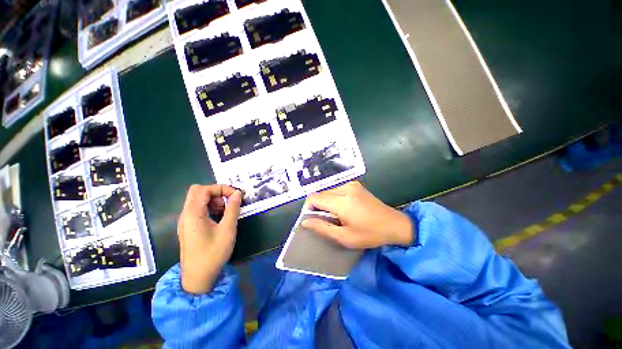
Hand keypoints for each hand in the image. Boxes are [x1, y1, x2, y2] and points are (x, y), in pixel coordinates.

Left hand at [178, 185, 242, 293]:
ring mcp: (185, 221)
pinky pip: (197, 209)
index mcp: (193, 213)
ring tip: (225, 211)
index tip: (236, 196)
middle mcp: (185, 214)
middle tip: (228, 201)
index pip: (204, 189)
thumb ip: (233, 209)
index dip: (221, 188)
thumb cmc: (213, 253)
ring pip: (197, 200)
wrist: (198, 278)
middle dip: (216, 192)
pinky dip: (209, 207)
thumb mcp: (227, 229)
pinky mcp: (188, 227)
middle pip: (197, 191)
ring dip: (213, 200)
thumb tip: (237, 193)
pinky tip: (218, 218)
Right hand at [302, 181, 413, 248]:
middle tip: (324, 220)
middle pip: (320, 194)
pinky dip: (333, 198)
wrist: (394, 224)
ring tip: (335, 215)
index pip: (314, 198)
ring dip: (325, 202)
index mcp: (342, 201)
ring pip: (327, 191)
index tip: (312, 219)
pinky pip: (336, 190)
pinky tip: (342, 208)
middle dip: (317, 206)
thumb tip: (305, 222)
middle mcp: (345, 188)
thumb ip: (322, 228)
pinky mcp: (355, 184)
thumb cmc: (370, 234)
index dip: (308, 208)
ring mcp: (351, 184)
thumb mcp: (345, 237)